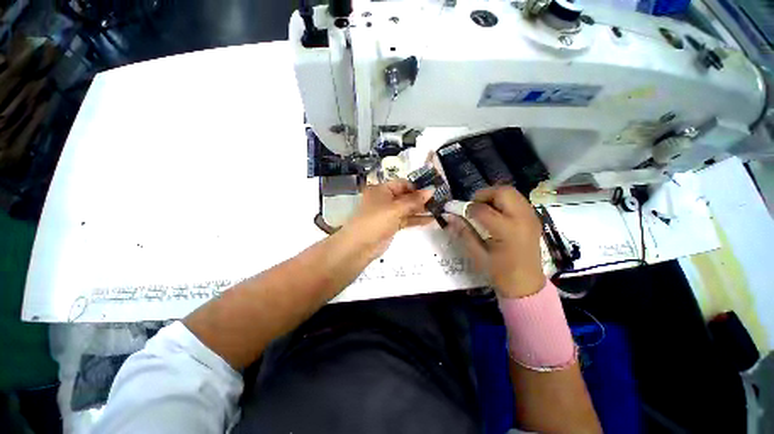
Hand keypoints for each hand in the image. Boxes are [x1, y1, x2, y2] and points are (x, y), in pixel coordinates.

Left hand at [338, 179, 434, 258]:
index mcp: (382, 190)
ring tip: (439, 209)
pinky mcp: (392, 225)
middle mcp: (385, 199)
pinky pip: (406, 219)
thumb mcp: (395, 208)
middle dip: (421, 198)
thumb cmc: (376, 221)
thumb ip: (414, 200)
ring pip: (407, 208)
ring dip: (421, 209)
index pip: (402, 184)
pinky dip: (417, 219)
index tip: (432, 191)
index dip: (416, 187)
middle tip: (439, 200)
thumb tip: (431, 190)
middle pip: (406, 196)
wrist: (360, 246)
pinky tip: (431, 220)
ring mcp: (389, 213)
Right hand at [445, 186, 544, 297]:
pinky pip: (516, 200)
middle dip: (483, 195)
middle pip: (502, 192)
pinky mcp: (534, 218)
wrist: (527, 285)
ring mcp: (531, 217)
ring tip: (483, 210)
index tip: (452, 209)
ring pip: (511, 192)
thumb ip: (464, 232)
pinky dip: (503, 201)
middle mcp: (522, 218)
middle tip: (472, 207)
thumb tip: (450, 216)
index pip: (481, 209)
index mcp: (507, 231)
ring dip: (493, 196)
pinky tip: (496, 215)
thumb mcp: (477, 255)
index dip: (464, 207)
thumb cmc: (500, 273)